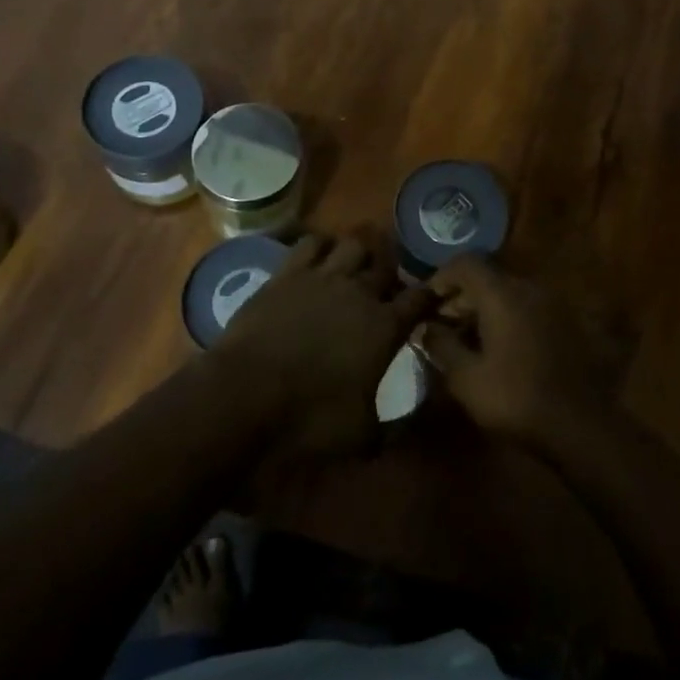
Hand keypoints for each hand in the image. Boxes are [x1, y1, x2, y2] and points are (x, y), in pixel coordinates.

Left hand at [213, 230, 435, 459]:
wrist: (244, 398)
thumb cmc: (309, 421)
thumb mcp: (363, 437)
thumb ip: (395, 428)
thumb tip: (416, 427)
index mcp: (386, 326)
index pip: (421, 298)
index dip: (431, 295)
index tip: (435, 296)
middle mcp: (360, 292)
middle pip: (387, 263)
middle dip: (392, 270)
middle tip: (388, 284)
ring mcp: (322, 277)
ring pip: (353, 243)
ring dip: (360, 251)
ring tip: (357, 263)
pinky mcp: (286, 274)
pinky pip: (311, 243)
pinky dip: (321, 245)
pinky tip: (319, 256)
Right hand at [418, 256, 629, 445]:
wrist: (578, 425)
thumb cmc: (515, 398)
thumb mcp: (466, 378)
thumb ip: (441, 345)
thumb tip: (426, 328)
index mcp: (503, 295)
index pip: (467, 263)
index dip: (442, 277)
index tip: (427, 303)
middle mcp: (529, 289)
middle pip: (488, 278)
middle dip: (461, 298)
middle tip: (442, 327)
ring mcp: (552, 305)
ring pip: (509, 294)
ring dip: (484, 310)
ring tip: (467, 341)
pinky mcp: (566, 323)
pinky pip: (527, 309)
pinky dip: (507, 319)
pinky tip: (499, 350)